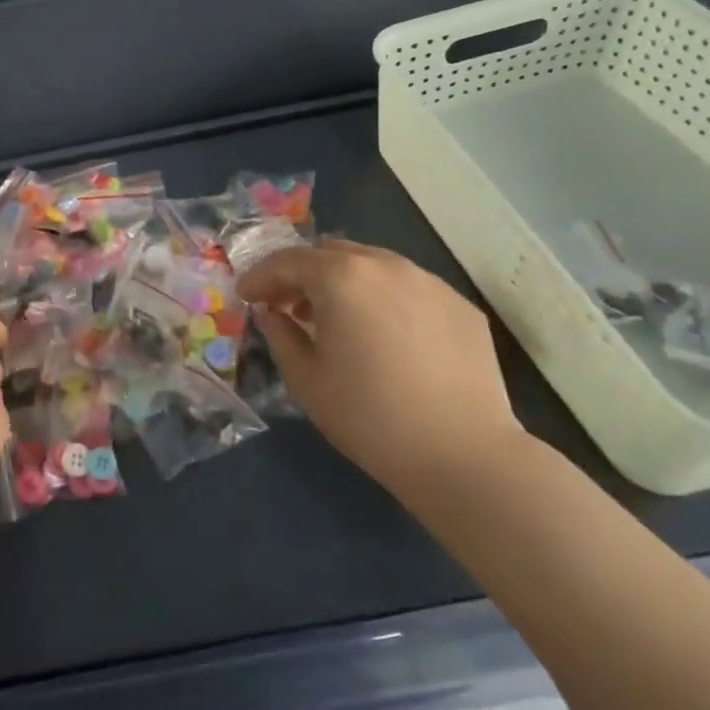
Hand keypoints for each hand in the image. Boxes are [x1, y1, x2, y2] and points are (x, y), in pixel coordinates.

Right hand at [235, 239, 527, 499]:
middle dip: (303, 274)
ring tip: (338, 318)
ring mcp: (429, 282)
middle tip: (288, 305)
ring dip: (345, 282)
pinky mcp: (461, 306)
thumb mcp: (306, 379)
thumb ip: (280, 334)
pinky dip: (384, 299)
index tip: (246, 296)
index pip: (287, 261)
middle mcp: (385, 265)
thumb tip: (271, 313)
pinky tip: (385, 336)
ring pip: (373, 264)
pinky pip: (409, 288)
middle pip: (331, 253)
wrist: (464, 456)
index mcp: (341, 276)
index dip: (260, 277)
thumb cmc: (369, 417)